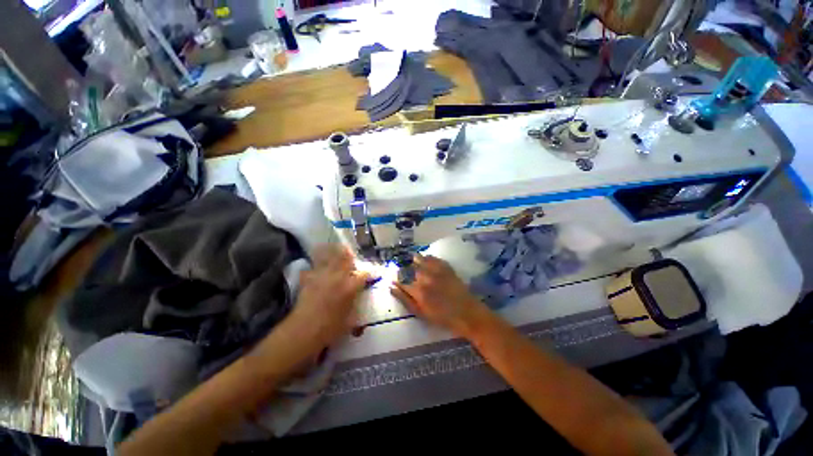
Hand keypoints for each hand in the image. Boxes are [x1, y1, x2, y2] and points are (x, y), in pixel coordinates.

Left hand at [286, 245, 370, 350]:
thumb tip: (357, 302)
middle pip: (345, 258)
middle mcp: (337, 277)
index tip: (373, 272)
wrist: (304, 331)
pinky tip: (312, 268)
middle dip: (349, 253)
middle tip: (349, 250)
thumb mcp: (350, 320)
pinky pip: (310, 269)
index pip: (363, 274)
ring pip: (327, 258)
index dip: (370, 272)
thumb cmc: (330, 328)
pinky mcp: (308, 281)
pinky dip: (312, 267)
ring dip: (330, 252)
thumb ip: (354, 306)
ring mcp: (322, 277)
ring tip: (332, 246)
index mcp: (350, 287)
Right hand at [390, 255, 491, 337]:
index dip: (396, 280)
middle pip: (410, 268)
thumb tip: (391, 287)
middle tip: (404, 270)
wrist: (467, 313)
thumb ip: (405, 300)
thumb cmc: (442, 317)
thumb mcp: (421, 313)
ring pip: (421, 260)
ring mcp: (436, 271)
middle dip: (405, 269)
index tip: (394, 279)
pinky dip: (428, 258)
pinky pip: (434, 258)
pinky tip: (426, 259)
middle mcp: (425, 278)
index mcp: (418, 291)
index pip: (401, 281)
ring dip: (415, 260)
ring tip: (412, 260)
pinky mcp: (446, 267)